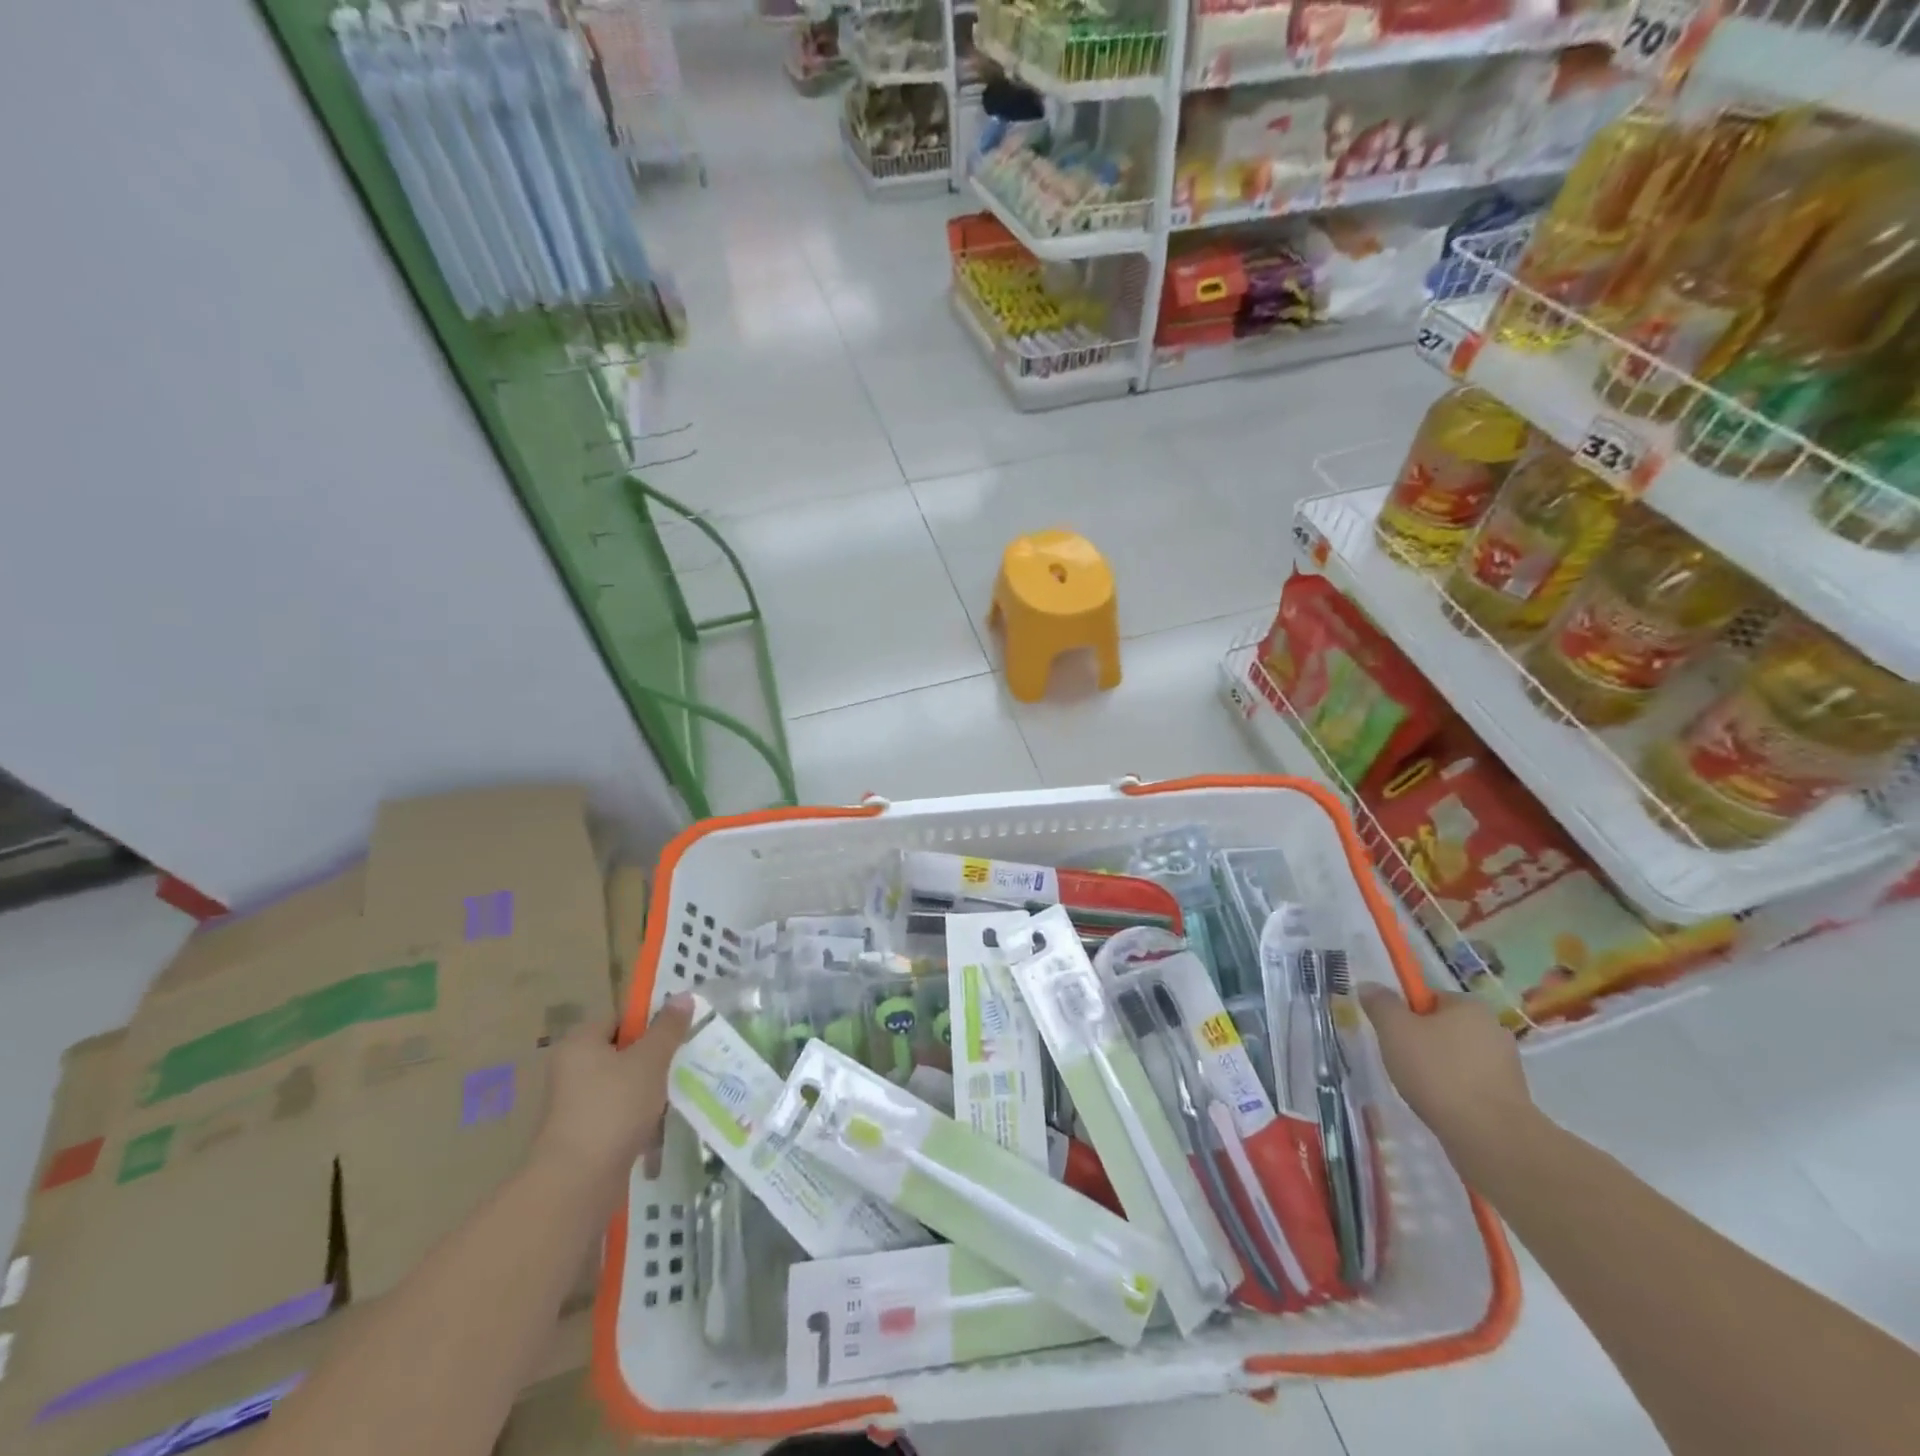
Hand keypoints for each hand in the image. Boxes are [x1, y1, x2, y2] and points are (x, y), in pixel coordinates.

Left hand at [534, 994, 694, 1192]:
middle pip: (622, 1052)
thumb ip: (668, 1028)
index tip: (676, 1035)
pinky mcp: (582, 1134)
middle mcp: (571, 1069)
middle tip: (681, 1062)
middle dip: (653, 1059)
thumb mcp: (650, 1060)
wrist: (577, 1182)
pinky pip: (616, 1113)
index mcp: (580, 1043)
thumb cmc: (614, 1108)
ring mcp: (573, 1104)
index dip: (650, 1023)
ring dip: (648, 1089)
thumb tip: (682, 995)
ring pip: (622, 1084)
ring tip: (673, 1095)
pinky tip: (657, 1125)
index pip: (619, 1019)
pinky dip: (636, 1116)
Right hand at [1358, 984, 1533, 1168]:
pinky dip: (1453, 1091)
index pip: (1428, 998)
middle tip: (1400, 1060)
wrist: (1491, 1137)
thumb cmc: (1438, 1072)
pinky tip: (1440, 1105)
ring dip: (1437, 1068)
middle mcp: (1493, 1029)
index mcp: (1469, 1006)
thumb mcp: (1394, 1029)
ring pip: (1456, 1057)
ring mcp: (1506, 1065)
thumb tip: (1369, 986)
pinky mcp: (1510, 1097)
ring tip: (1419, 1088)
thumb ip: (1380, 1003)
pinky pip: (1470, 1084)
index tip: (1392, 1035)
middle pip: (1442, 1027)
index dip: (1405, 1013)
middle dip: (1420, 1042)